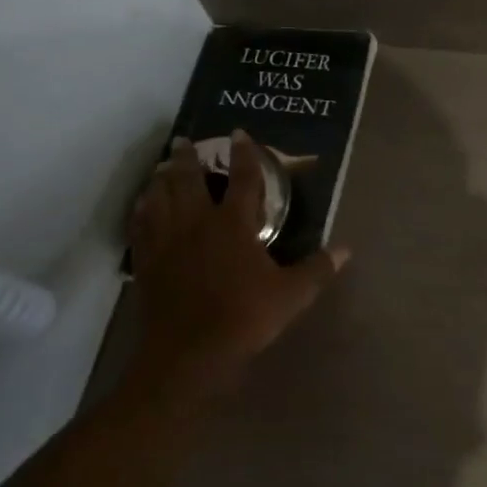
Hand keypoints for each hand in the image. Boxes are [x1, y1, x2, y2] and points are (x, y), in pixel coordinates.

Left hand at [127, 130, 348, 406]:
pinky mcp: (147, 261)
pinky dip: (141, 208)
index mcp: (233, 224)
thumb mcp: (291, 295)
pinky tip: (142, 205)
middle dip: (189, 157)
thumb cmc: (244, 318)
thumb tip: (345, 249)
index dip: (245, 154)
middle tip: (185, 140)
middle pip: (188, 179)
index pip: (242, 178)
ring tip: (163, 166)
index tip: (240, 133)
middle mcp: (197, 222)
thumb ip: (317, 269)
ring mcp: (167, 240)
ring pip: (159, 196)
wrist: (188, 354)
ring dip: (162, 177)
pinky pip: (140, 224)